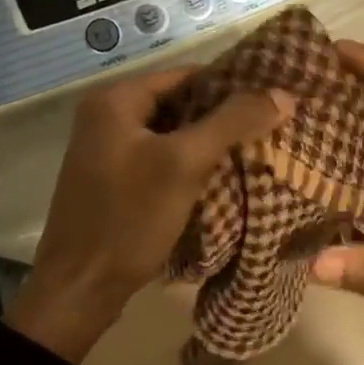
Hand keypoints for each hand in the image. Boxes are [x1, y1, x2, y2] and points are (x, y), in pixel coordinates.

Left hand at [8, 67, 291, 361]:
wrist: (80, 289)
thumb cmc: (129, 218)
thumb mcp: (184, 164)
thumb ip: (233, 123)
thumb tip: (284, 94)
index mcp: (115, 99)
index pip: (187, 75)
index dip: (232, 85)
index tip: (273, 99)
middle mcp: (107, 115)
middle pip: (181, 103)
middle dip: (224, 115)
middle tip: (274, 125)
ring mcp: (109, 150)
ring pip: (174, 133)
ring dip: (211, 141)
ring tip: (261, 147)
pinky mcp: (116, 180)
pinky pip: (163, 159)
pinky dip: (193, 164)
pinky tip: (227, 176)